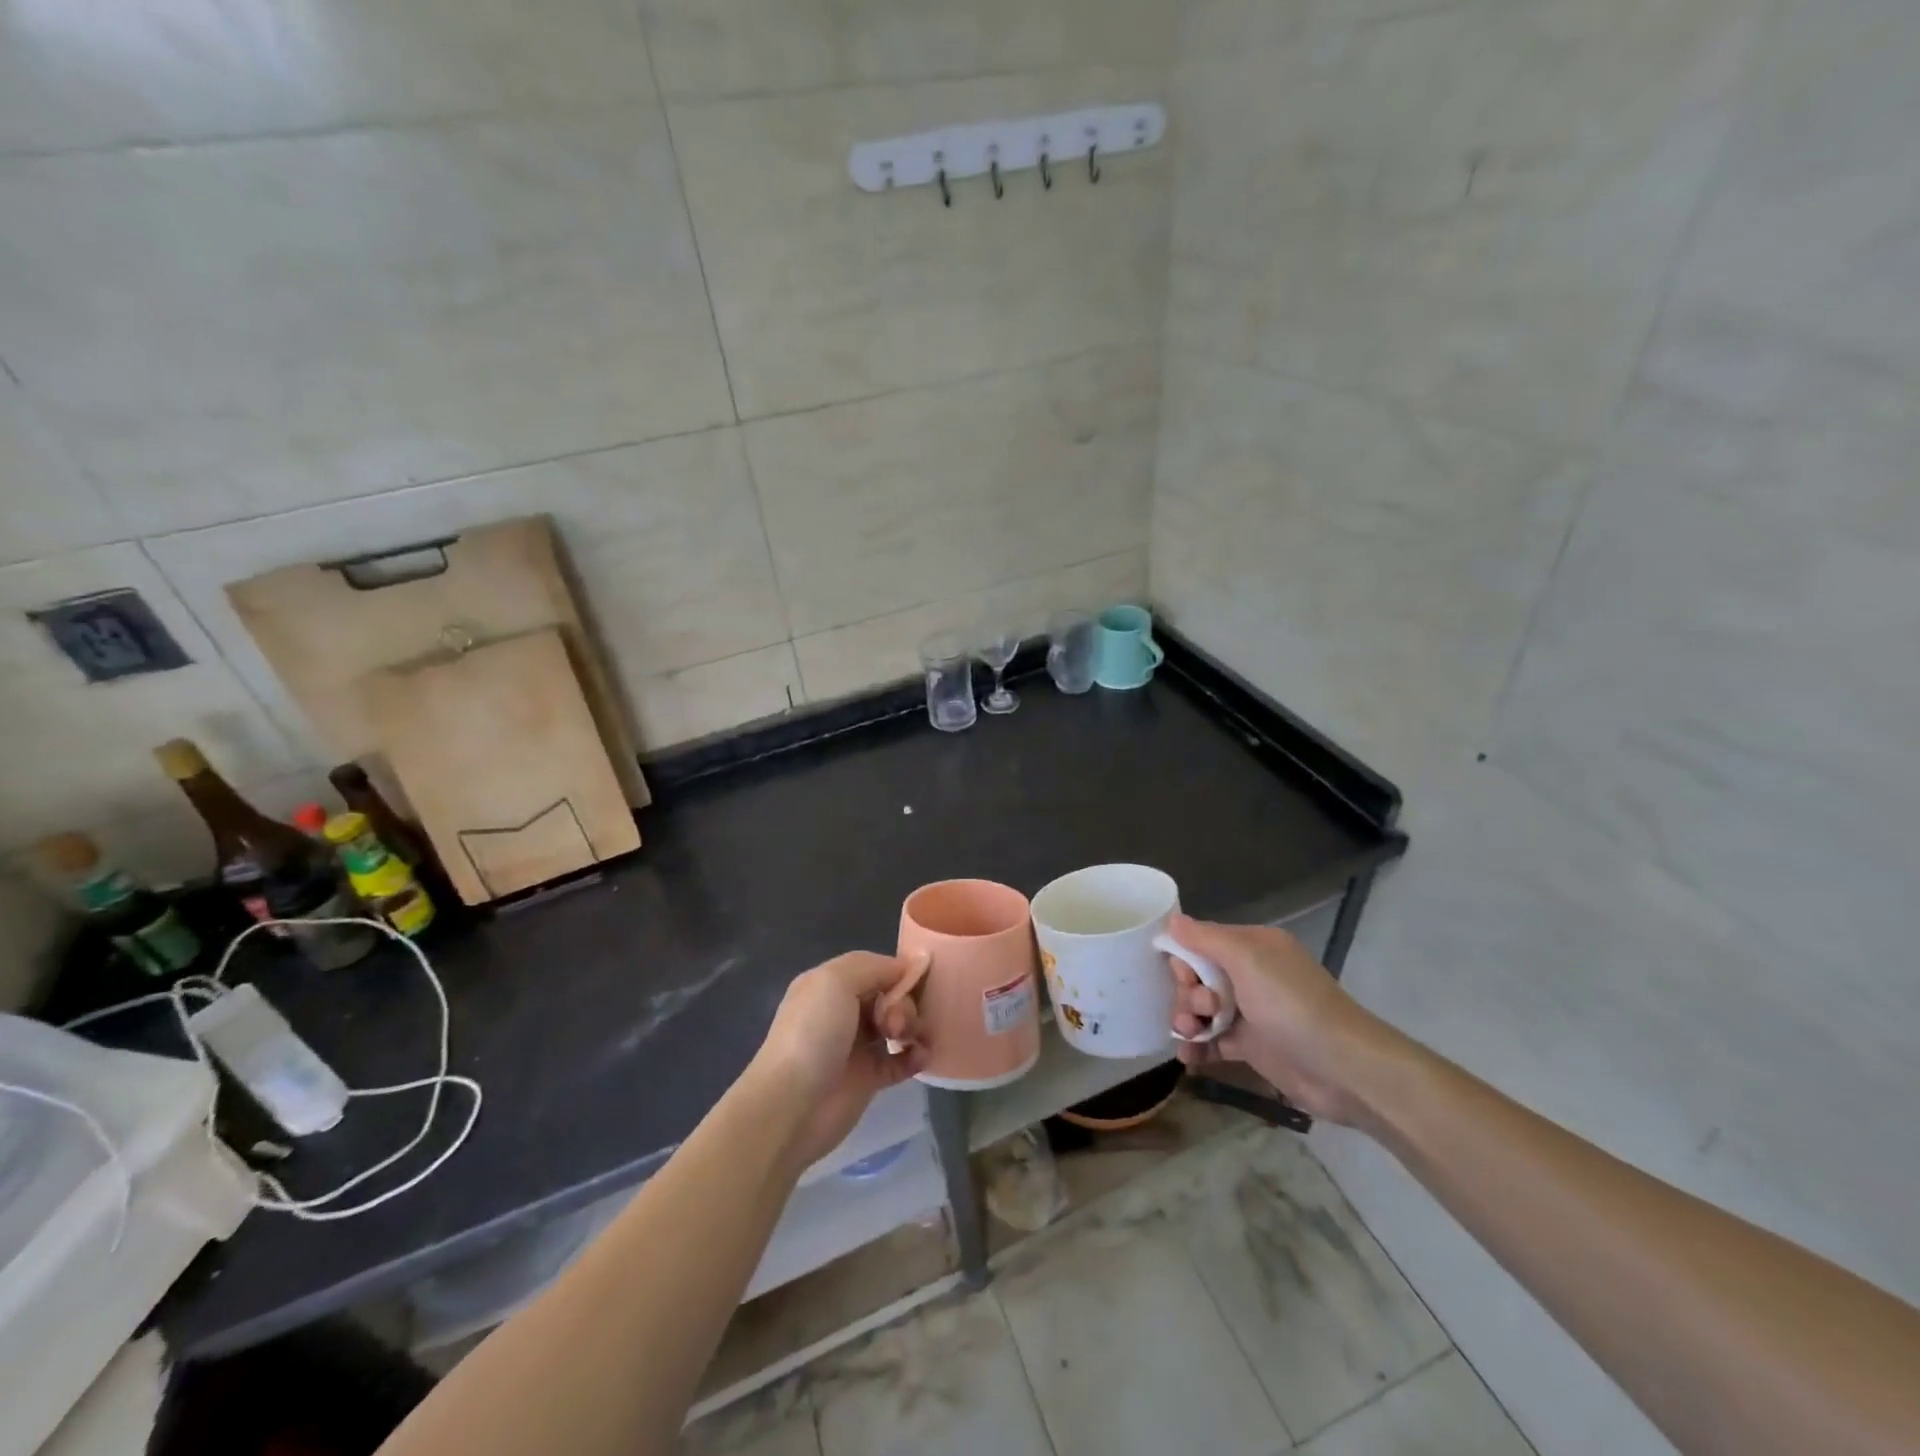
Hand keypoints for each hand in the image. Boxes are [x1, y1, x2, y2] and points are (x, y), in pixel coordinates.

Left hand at [752, 951, 926, 1169]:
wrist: (792, 1105)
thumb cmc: (812, 1034)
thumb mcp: (835, 981)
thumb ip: (873, 966)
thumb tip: (908, 966)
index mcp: (830, 985)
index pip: (875, 968)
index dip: (898, 972)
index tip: (919, 979)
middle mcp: (843, 1011)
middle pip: (890, 996)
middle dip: (903, 1003)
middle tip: (895, 1023)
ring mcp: (857, 1046)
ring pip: (898, 1026)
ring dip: (913, 1026)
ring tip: (908, 1040)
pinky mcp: (870, 1078)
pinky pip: (902, 1060)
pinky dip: (915, 1055)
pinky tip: (920, 1057)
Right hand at [1166, 913, 1391, 1125]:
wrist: (1341, 1068)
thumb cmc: (1291, 1004)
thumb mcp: (1248, 960)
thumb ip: (1205, 938)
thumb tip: (1171, 919)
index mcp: (1252, 947)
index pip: (1201, 943)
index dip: (1185, 961)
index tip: (1186, 979)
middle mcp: (1250, 975)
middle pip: (1197, 978)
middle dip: (1187, 994)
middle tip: (1201, 1011)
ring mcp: (1250, 1012)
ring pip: (1202, 1010)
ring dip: (1187, 1020)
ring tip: (1190, 1035)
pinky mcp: (1251, 1047)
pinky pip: (1212, 1041)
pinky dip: (1197, 1047)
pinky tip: (1187, 1057)